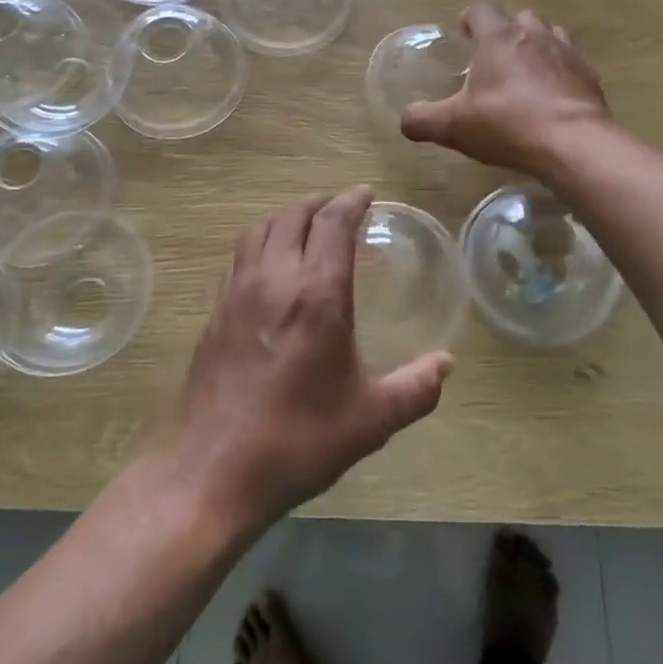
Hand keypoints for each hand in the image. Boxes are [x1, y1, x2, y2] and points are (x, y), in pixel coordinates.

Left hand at [174, 186, 452, 532]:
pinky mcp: (215, 311)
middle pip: (294, 215)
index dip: (352, 201)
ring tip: (306, 227)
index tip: (366, 193)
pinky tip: (270, 265)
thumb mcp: (370, 419)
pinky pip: (240, 255)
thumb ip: (416, 388)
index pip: (333, 223)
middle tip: (341, 208)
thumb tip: (446, 364)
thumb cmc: (299, 440)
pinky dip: (261, 242)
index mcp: (317, 294)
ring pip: (260, 229)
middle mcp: (274, 279)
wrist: (215, 470)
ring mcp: (237, 292)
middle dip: (321, 203)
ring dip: (287, 217)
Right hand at [400, 3, 610, 178]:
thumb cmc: (507, 124)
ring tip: (525, 71)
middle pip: (519, 17)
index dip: (469, 19)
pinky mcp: (589, 75)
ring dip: (536, 45)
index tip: (463, 36)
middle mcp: (534, 35)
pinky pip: (572, 62)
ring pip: (550, 33)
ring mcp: (566, 52)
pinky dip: (560, 70)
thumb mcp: (453, 126)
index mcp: (498, 38)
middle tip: (492, 57)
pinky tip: (552, 94)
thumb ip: (423, 120)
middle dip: (505, 31)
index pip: (481, 9)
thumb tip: (406, 120)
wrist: (573, 143)